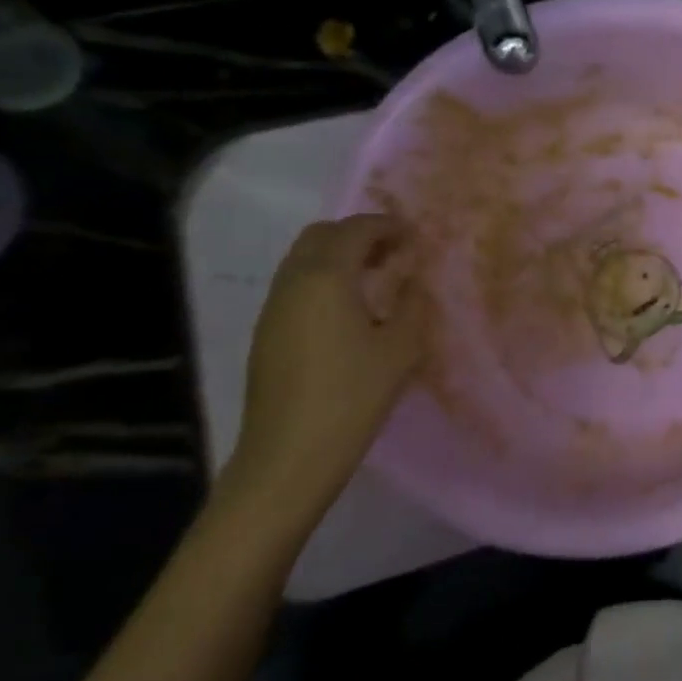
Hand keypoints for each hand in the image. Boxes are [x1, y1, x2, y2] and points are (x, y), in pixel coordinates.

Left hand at [218, 215, 429, 529]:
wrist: (290, 455)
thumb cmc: (352, 396)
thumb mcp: (401, 349)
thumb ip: (413, 305)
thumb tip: (415, 280)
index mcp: (325, 278)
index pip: (355, 230)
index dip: (387, 226)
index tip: (415, 236)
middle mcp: (292, 282)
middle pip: (321, 236)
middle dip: (358, 234)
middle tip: (394, 253)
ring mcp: (273, 308)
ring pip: (303, 260)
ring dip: (339, 257)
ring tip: (376, 280)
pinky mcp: (266, 332)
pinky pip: (296, 285)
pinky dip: (324, 280)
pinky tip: (350, 311)